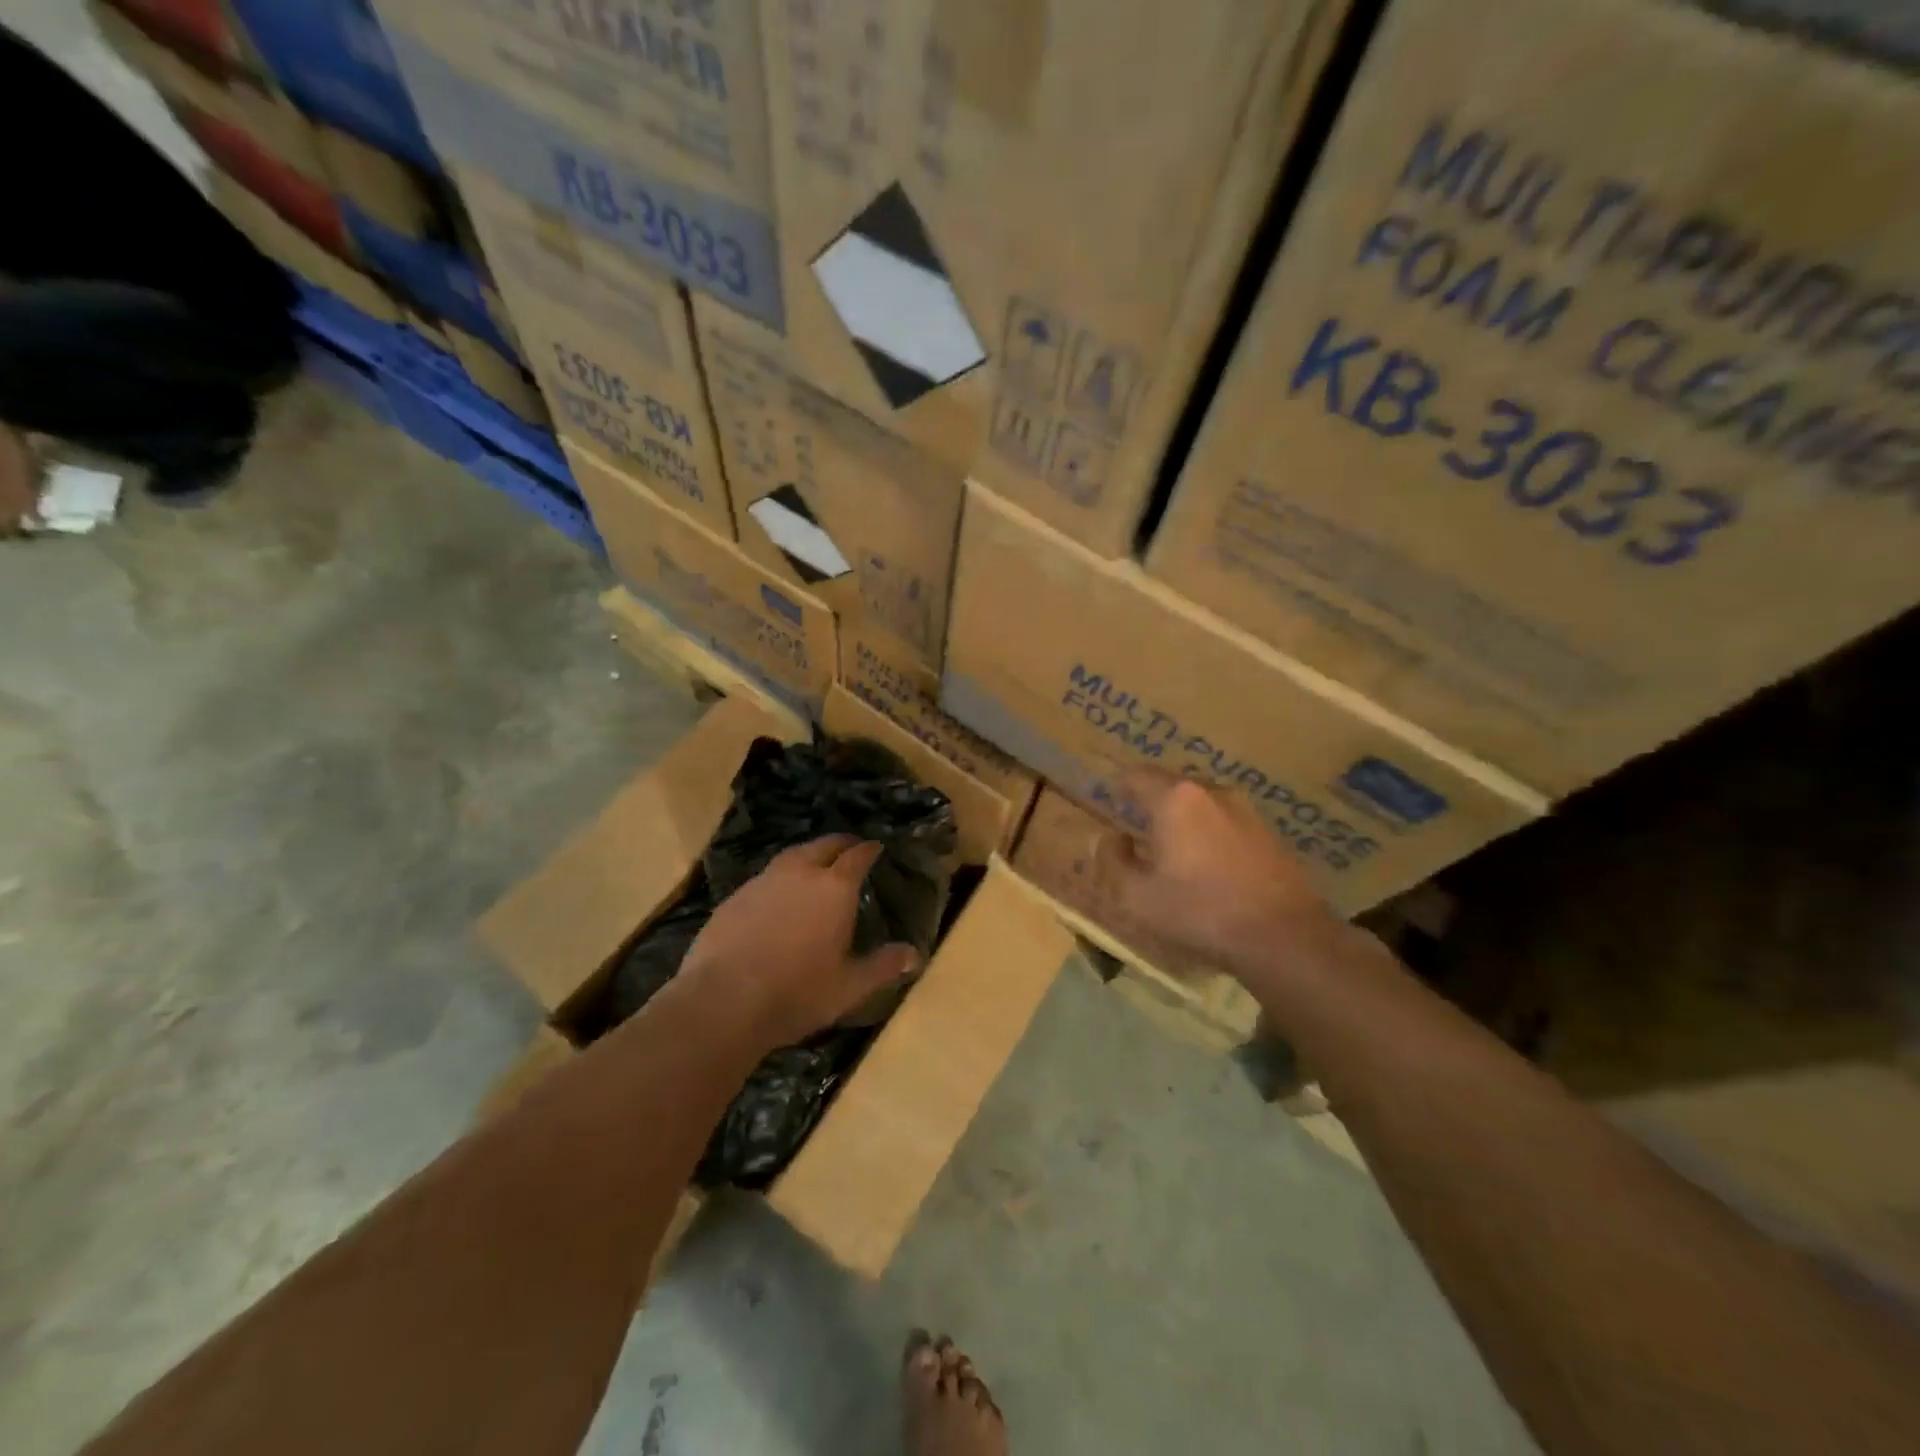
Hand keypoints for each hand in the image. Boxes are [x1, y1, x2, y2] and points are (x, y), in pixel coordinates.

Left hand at [676, 835, 917, 1051]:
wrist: (723, 1001)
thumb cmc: (797, 993)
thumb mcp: (849, 986)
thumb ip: (883, 967)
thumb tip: (915, 955)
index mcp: (834, 888)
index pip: (857, 856)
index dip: (869, 849)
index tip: (876, 847)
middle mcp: (800, 873)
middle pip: (823, 845)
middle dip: (840, 844)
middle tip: (849, 848)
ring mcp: (763, 881)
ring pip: (791, 856)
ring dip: (807, 856)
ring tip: (814, 867)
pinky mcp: (734, 897)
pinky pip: (765, 877)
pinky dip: (779, 880)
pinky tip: (777, 898)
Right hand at [1094, 769, 1341, 976]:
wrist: (1285, 936)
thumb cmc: (1200, 911)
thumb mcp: (1138, 896)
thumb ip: (1113, 862)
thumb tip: (1110, 839)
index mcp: (1175, 799)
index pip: (1137, 776)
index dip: (1119, 784)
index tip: (1109, 796)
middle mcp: (1211, 792)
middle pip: (1171, 785)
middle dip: (1151, 800)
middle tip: (1135, 821)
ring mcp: (1246, 811)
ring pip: (1201, 803)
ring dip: (1182, 817)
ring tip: (1170, 845)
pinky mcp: (1269, 834)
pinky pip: (1225, 821)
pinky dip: (1208, 832)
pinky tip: (1206, 863)